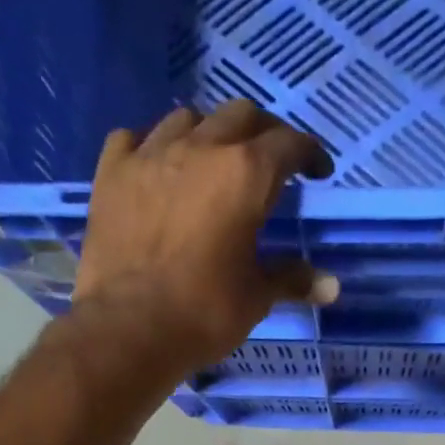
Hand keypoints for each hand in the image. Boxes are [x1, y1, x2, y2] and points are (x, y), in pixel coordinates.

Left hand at [71, 100, 335, 371]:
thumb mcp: (257, 298)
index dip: (309, 154)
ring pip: (188, 119)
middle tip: (270, 161)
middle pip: (241, 116)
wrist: (129, 328)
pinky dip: (154, 147)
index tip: (317, 171)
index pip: (288, 145)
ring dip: (209, 133)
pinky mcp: (112, 172)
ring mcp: (150, 154)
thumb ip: (293, 280)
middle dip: (263, 133)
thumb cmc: (204, 313)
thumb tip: (332, 286)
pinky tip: (159, 168)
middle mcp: (200, 148)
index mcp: (245, 175)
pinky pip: (136, 138)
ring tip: (213, 161)